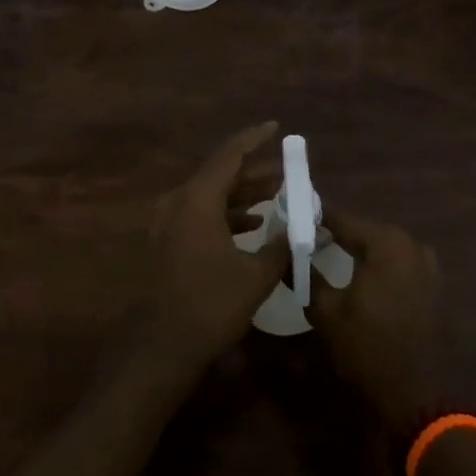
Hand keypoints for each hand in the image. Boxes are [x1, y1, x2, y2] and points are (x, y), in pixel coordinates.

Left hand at [145, 122, 287, 371]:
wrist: (161, 347)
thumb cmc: (210, 305)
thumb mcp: (255, 276)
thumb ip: (284, 247)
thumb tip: (314, 229)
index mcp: (196, 201)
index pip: (229, 156)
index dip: (254, 139)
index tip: (276, 127)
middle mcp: (178, 203)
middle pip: (220, 176)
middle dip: (255, 173)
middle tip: (287, 173)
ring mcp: (169, 224)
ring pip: (211, 197)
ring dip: (243, 196)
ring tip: (277, 199)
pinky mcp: (168, 243)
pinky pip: (201, 216)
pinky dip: (228, 216)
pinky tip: (253, 227)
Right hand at [305, 209, 442, 433]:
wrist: (413, 393)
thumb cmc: (365, 347)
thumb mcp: (324, 310)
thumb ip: (304, 274)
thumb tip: (286, 253)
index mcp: (386, 244)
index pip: (343, 219)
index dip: (316, 218)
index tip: (293, 217)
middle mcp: (411, 245)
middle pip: (365, 230)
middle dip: (337, 232)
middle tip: (308, 238)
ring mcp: (427, 264)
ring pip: (383, 246)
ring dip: (359, 248)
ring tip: (330, 255)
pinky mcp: (433, 284)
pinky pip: (399, 262)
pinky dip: (378, 264)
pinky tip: (360, 275)